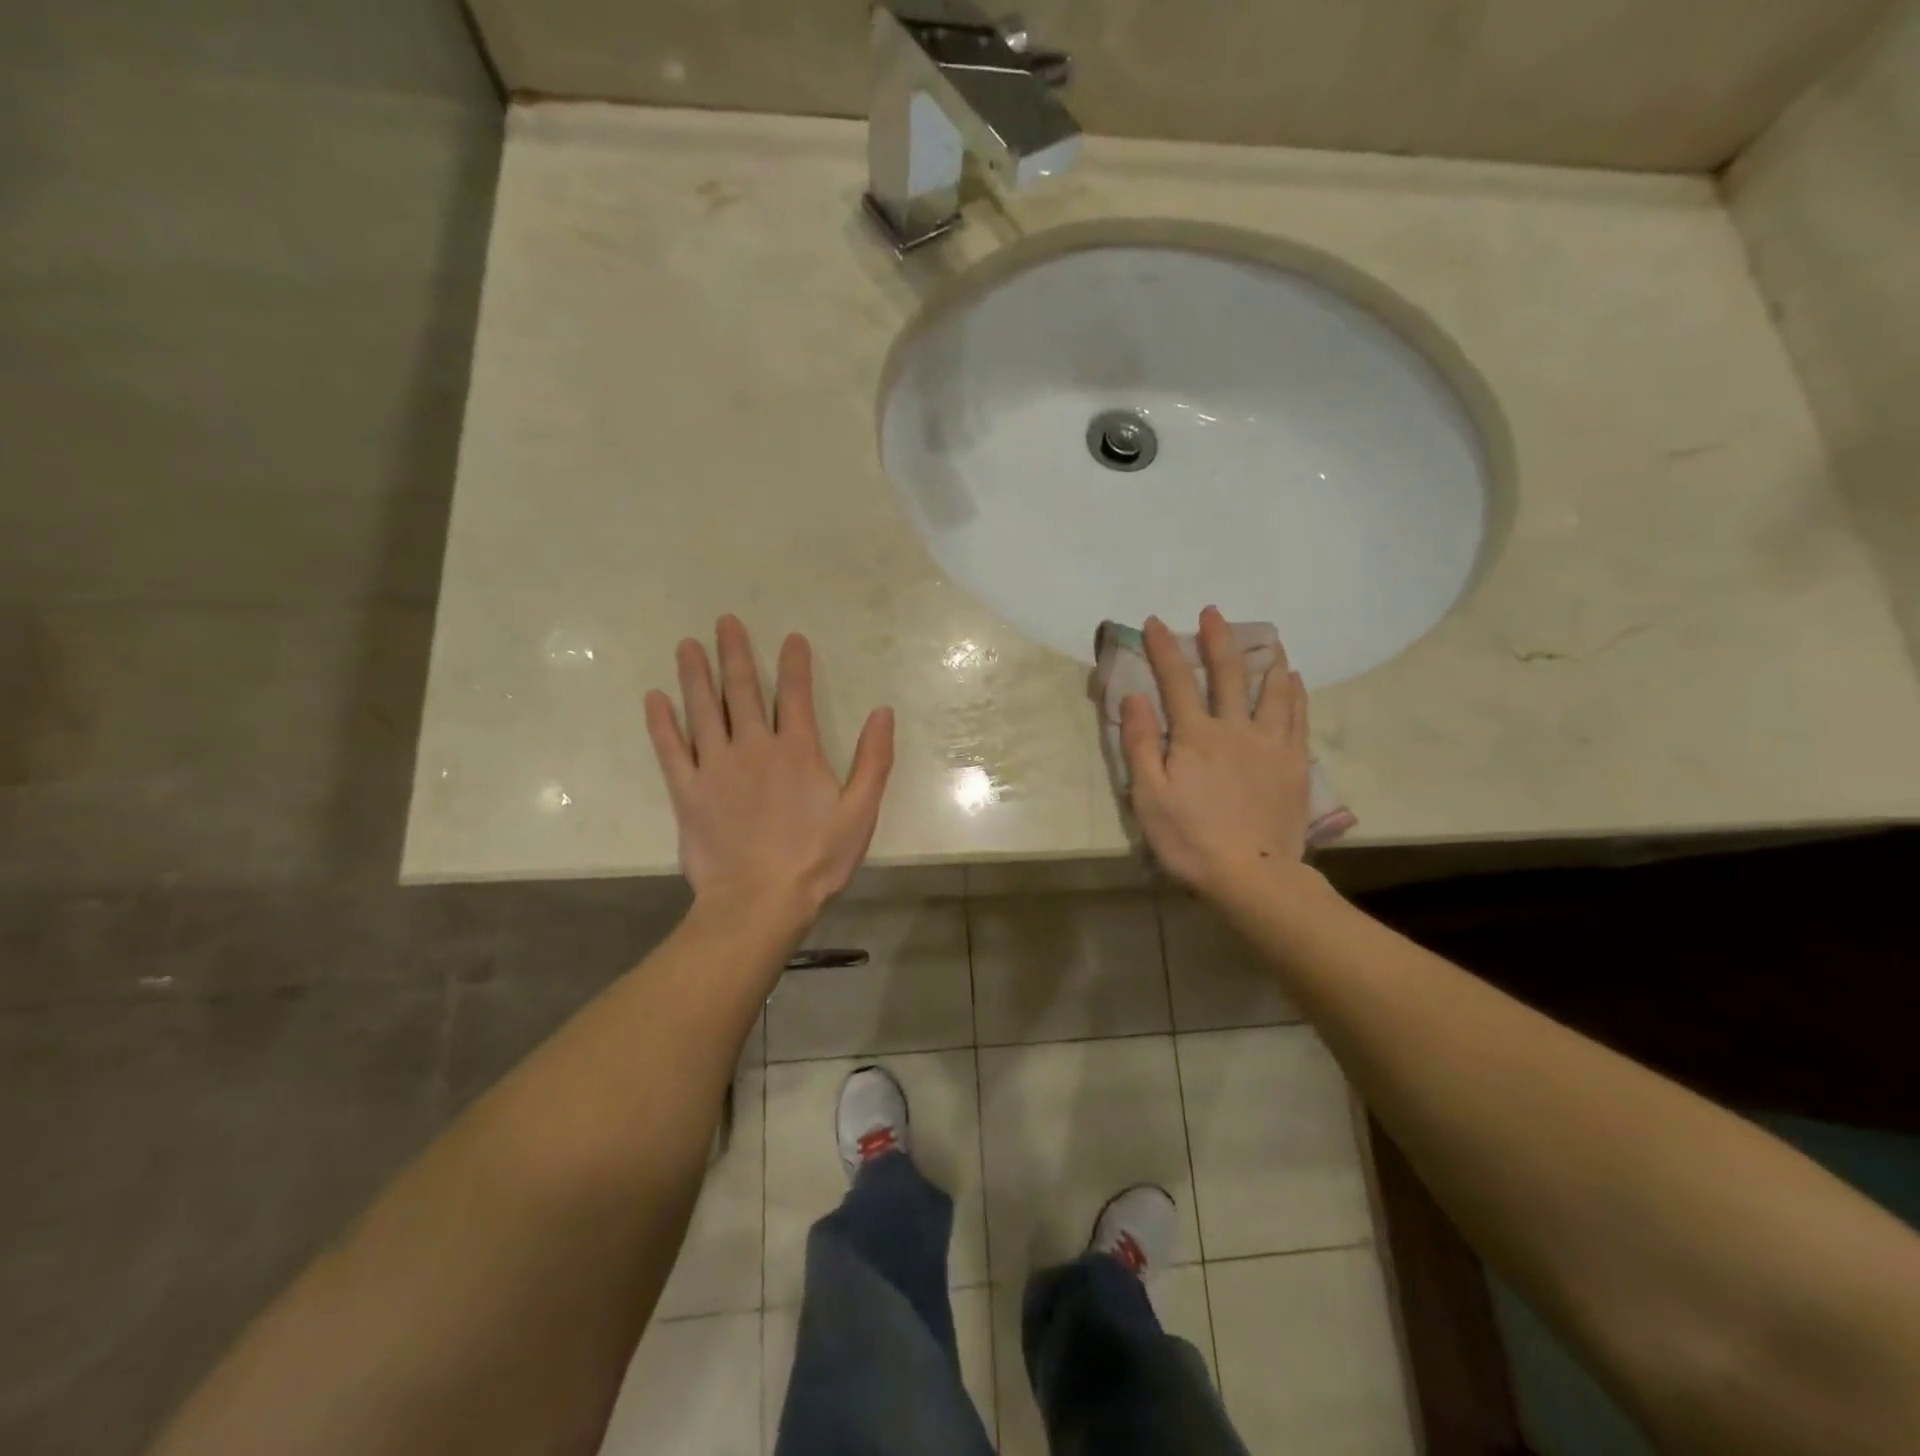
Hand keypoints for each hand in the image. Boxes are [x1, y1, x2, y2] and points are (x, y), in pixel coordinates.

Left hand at [645, 616, 894, 919]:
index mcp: (798, 752)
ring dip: (695, 675)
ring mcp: (716, 767)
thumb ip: (874, 760)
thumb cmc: (817, 859)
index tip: (790, 637)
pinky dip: (662, 722)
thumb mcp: (861, 812)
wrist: (760, 902)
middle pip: (742, 691)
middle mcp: (754, 748)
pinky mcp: (688, 792)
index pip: (796, 695)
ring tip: (687, 645)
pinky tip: (654, 698)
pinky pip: (670, 749)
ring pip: (703, 710)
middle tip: (724, 621)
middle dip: (734, 653)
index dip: (794, 663)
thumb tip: (883, 712)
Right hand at [1119, 608, 1312, 892]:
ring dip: (1265, 659)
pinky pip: (1297, 718)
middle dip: (1218, 639)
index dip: (1165, 648)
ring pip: (1272, 690)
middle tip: (1213, 612)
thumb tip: (1135, 696)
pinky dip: (1295, 693)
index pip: (1176, 680)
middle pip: (1228, 674)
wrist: (1251, 875)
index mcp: (1196, 736)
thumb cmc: (1189, 839)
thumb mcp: (1149, 795)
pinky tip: (1294, 680)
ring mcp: (1271, 745)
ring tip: (1267, 640)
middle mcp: (1236, 729)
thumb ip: (1141, 742)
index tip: (1155, 622)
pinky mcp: (1294, 764)